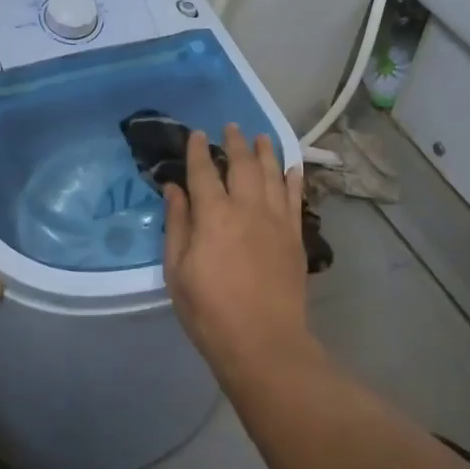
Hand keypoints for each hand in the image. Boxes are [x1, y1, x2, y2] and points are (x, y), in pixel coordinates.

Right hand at [161, 124, 319, 376]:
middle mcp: (247, 208)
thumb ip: (177, 225)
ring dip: (265, 152)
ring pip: (272, 174)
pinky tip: (291, 167)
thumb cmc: (209, 311)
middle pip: (242, 164)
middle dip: (235, 142)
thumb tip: (174, 189)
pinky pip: (295, 197)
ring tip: (261, 137)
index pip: (204, 172)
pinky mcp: (295, 236)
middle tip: (231, 127)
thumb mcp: (177, 271)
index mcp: (213, 216)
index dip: (199, 150)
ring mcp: (276, 220)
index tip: (197, 134)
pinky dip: (293, 178)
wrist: (263, 341)